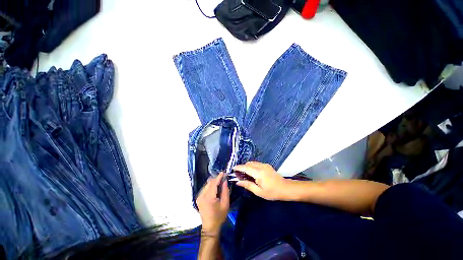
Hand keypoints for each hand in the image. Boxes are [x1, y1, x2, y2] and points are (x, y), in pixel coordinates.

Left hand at [196, 172, 229, 234]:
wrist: (210, 228)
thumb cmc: (219, 216)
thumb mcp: (225, 204)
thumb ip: (225, 191)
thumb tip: (225, 181)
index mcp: (208, 198)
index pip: (213, 184)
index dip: (218, 177)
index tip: (223, 172)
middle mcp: (201, 196)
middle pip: (209, 183)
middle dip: (216, 179)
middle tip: (223, 178)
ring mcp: (199, 197)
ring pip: (206, 185)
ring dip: (213, 182)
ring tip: (220, 182)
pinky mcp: (198, 198)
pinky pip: (205, 188)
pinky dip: (210, 186)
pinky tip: (215, 187)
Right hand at [234, 162, 291, 200]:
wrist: (285, 188)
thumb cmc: (272, 192)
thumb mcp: (259, 191)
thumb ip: (247, 185)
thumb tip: (238, 182)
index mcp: (258, 173)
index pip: (245, 168)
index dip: (238, 167)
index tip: (233, 169)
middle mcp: (261, 166)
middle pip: (248, 164)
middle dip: (242, 167)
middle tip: (239, 175)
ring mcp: (264, 165)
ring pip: (252, 163)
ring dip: (247, 167)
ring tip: (245, 174)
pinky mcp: (267, 165)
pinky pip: (257, 164)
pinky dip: (252, 166)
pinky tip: (253, 173)